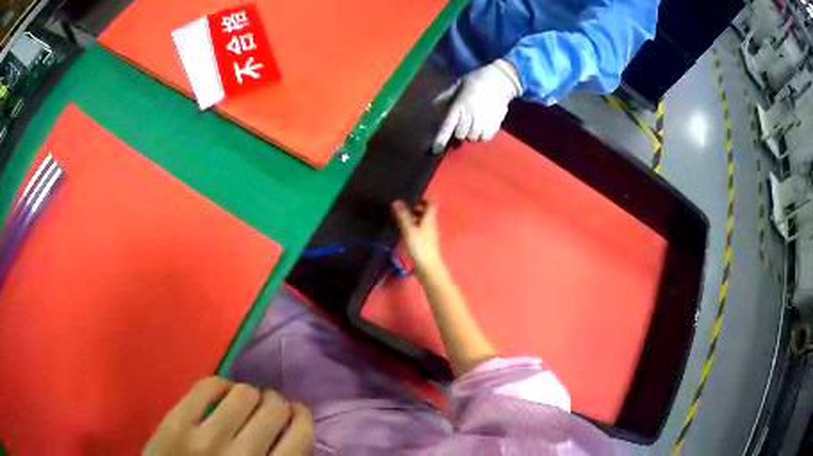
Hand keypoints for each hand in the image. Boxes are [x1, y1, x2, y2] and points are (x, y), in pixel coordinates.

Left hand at [145, 377, 313, 455]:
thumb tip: (292, 432)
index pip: (300, 437)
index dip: (302, 418)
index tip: (297, 413)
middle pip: (273, 410)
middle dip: (276, 403)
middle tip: (268, 406)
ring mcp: (206, 439)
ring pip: (243, 394)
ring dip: (249, 393)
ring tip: (244, 398)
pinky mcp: (176, 423)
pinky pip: (206, 386)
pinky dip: (219, 383)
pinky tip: (221, 391)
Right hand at [391, 200, 441, 278]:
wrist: (427, 267)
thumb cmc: (420, 246)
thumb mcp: (409, 229)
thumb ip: (403, 215)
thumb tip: (396, 201)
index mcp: (430, 218)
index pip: (431, 202)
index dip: (424, 197)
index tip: (413, 194)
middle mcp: (431, 224)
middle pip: (427, 211)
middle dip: (417, 206)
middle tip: (403, 205)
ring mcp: (429, 234)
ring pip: (423, 220)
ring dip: (414, 216)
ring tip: (400, 216)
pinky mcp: (425, 242)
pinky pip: (419, 229)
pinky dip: (412, 226)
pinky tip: (403, 229)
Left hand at [432, 59, 522, 152]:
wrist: (500, 80)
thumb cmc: (476, 80)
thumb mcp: (458, 85)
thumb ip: (446, 96)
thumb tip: (433, 105)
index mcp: (459, 106)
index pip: (448, 126)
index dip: (441, 139)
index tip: (435, 149)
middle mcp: (471, 116)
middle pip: (460, 135)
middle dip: (459, 132)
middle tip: (463, 123)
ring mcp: (484, 121)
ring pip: (473, 138)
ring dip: (471, 134)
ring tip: (474, 125)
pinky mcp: (495, 124)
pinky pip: (486, 138)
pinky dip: (483, 135)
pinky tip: (483, 127)